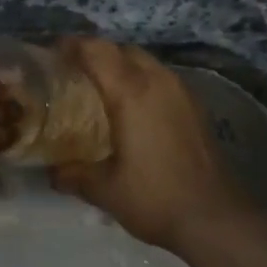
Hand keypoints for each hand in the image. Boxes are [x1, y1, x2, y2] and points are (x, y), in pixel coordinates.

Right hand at [47, 37, 256, 251]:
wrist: (216, 220)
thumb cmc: (155, 197)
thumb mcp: (103, 189)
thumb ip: (72, 174)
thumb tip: (51, 171)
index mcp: (131, 92)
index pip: (96, 50)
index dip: (70, 46)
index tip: (49, 55)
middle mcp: (158, 82)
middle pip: (122, 50)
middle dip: (95, 54)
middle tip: (71, 74)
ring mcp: (182, 93)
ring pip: (145, 62)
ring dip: (120, 67)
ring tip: (97, 91)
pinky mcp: (195, 108)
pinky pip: (160, 80)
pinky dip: (140, 83)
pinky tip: (129, 111)